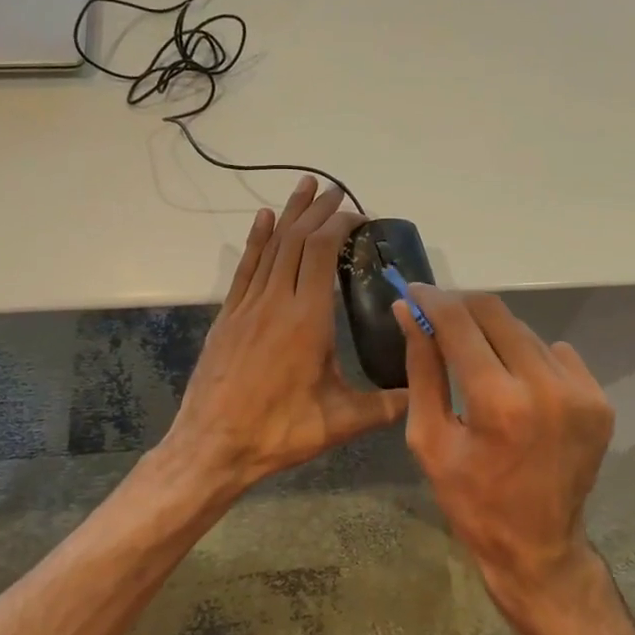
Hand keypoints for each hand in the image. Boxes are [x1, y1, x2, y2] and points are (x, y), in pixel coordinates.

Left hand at [167, 177, 407, 490]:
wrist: (211, 447)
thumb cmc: (279, 432)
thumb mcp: (340, 422)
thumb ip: (385, 406)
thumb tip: (422, 394)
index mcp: (307, 319)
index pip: (323, 252)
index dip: (339, 225)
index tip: (358, 215)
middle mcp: (276, 301)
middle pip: (297, 241)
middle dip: (317, 210)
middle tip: (335, 189)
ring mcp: (247, 306)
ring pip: (270, 247)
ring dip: (289, 215)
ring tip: (304, 187)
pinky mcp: (228, 317)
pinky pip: (245, 267)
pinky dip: (256, 240)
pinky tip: (262, 219)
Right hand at [394, 286, 614, 603]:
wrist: (538, 547)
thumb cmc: (471, 501)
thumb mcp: (430, 439)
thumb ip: (422, 369)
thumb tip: (408, 313)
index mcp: (498, 402)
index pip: (459, 323)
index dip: (432, 301)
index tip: (412, 292)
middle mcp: (546, 387)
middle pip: (497, 314)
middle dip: (461, 308)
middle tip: (438, 316)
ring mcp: (581, 392)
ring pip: (526, 332)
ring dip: (495, 334)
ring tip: (475, 356)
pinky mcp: (599, 400)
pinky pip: (556, 354)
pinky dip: (529, 357)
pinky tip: (515, 383)